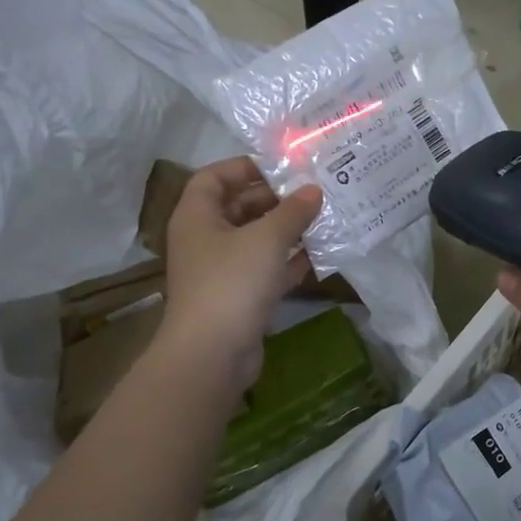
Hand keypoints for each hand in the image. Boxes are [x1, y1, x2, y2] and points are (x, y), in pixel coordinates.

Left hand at [158, 158, 322, 397]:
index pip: (214, 177)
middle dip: (275, 199)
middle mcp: (205, 239)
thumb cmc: (232, 282)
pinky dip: (288, 260)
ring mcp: (221, 270)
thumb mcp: (267, 238)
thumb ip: (293, 211)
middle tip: (313, 192)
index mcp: (197, 216)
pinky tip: (318, 254)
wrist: (213, 354)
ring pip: (255, 239)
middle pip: (239, 207)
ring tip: (323, 218)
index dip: (244, 167)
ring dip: (286, 230)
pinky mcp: (239, 297)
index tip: (281, 166)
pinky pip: (265, 269)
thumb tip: (313, 190)